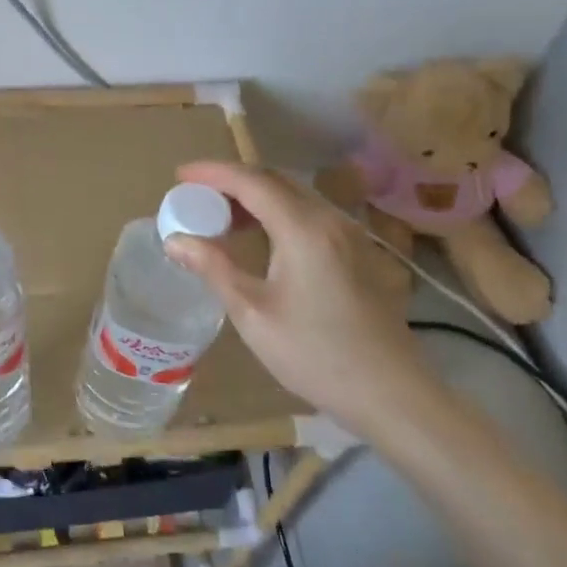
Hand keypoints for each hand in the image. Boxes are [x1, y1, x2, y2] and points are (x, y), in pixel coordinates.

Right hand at [165, 161, 448, 442]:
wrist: (391, 393)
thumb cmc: (316, 355)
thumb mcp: (253, 314)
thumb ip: (214, 268)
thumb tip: (175, 240)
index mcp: (303, 229)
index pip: (251, 181)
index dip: (212, 173)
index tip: (180, 176)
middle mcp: (329, 219)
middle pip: (275, 181)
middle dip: (231, 181)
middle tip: (195, 195)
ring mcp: (349, 234)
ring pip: (294, 196)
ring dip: (255, 197)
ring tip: (220, 217)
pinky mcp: (358, 252)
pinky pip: (310, 214)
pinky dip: (277, 213)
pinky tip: (261, 238)